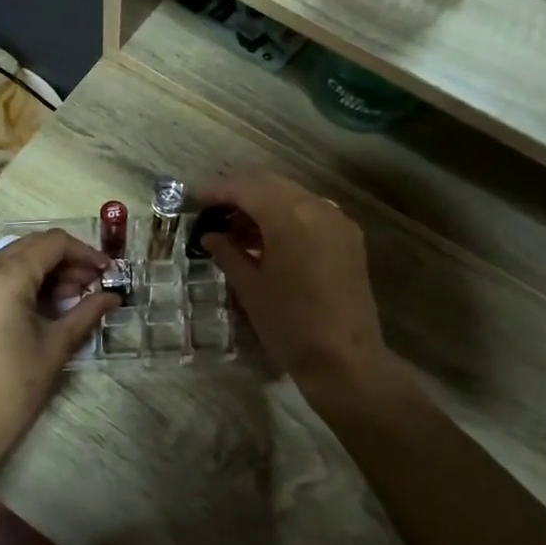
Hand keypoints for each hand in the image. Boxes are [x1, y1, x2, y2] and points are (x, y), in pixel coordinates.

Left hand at [0, 230, 118, 460]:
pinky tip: (46, 302)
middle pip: (32, 246)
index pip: (52, 243)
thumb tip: (113, 297)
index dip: (85, 252)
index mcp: (3, 278)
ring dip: (47, 270)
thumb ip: (87, 311)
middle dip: (67, 260)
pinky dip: (25, 280)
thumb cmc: (15, 387)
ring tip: (75, 295)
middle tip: (95, 283)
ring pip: (14, 258)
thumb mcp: (57, 345)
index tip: (108, 270)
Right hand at [198, 172, 388, 394]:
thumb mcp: (250, 287)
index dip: (218, 191)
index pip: (246, 188)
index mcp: (289, 216)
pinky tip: (268, 239)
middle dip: (240, 193)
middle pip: (270, 184)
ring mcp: (338, 221)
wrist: (345, 360)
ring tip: (236, 229)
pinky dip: (286, 216)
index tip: (196, 200)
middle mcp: (317, 207)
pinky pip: (311, 212)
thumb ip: (228, 253)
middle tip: (214, 212)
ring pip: (292, 196)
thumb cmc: (290, 325)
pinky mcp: (349, 238)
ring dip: (264, 204)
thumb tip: (211, 236)